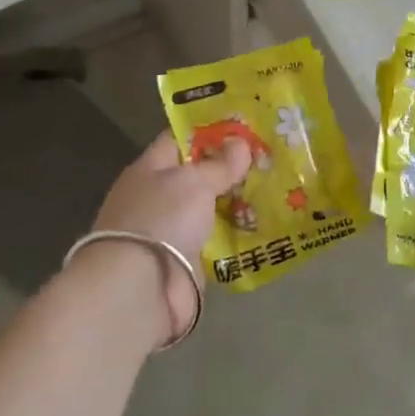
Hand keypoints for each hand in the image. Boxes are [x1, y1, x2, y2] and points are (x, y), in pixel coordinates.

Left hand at [90, 131, 251, 338]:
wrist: (141, 288)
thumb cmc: (162, 218)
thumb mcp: (194, 181)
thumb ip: (219, 164)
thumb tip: (240, 143)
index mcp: (149, 169)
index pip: (179, 140)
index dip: (209, 132)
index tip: (242, 127)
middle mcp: (156, 198)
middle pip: (196, 176)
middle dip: (228, 169)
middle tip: (266, 158)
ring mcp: (170, 232)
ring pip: (207, 209)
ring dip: (234, 203)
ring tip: (273, 190)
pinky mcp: (184, 262)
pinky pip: (214, 241)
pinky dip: (234, 235)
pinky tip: (263, 226)